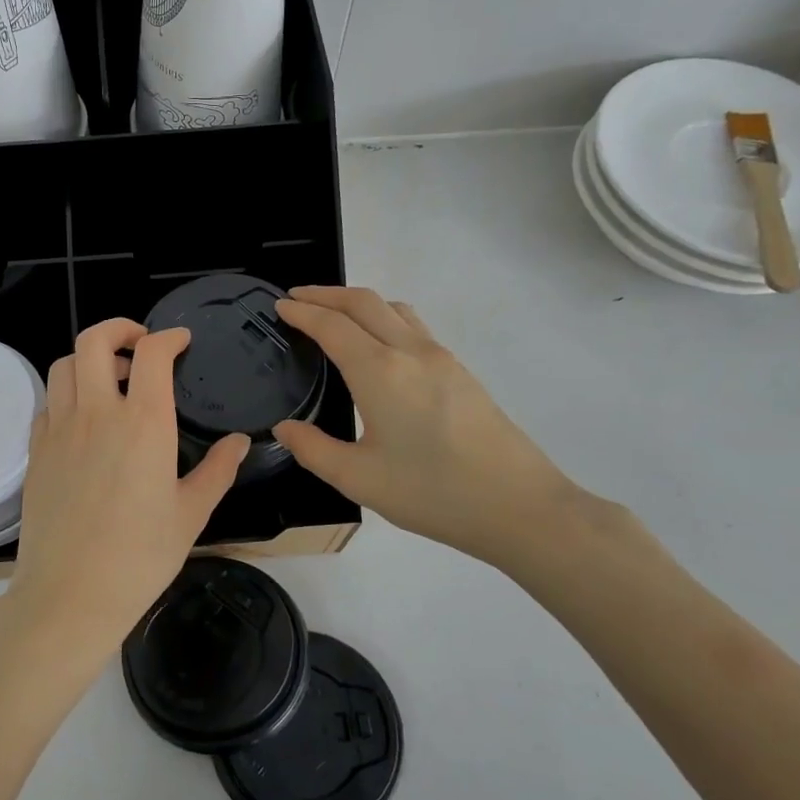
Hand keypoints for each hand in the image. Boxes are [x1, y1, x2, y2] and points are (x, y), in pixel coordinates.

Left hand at [3, 320, 247, 674]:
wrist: (70, 594)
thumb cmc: (140, 557)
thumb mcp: (191, 514)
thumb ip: (218, 470)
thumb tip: (240, 442)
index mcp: (144, 423)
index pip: (152, 353)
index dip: (169, 337)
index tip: (180, 341)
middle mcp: (97, 413)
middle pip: (95, 341)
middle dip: (119, 328)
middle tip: (139, 344)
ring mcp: (60, 429)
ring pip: (64, 365)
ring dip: (89, 359)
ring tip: (112, 379)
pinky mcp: (36, 450)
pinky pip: (48, 403)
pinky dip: (67, 394)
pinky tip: (83, 419)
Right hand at [273, 286, 604, 573]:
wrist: (519, 505)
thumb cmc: (432, 493)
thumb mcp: (359, 479)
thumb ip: (313, 449)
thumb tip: (284, 428)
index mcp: (380, 372)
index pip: (332, 326)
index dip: (302, 312)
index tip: (279, 305)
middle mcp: (411, 352)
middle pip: (364, 302)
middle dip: (326, 294)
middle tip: (297, 298)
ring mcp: (442, 358)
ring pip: (394, 308)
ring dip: (358, 302)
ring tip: (334, 314)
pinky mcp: (461, 372)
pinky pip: (414, 326)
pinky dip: (384, 317)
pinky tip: (378, 345)